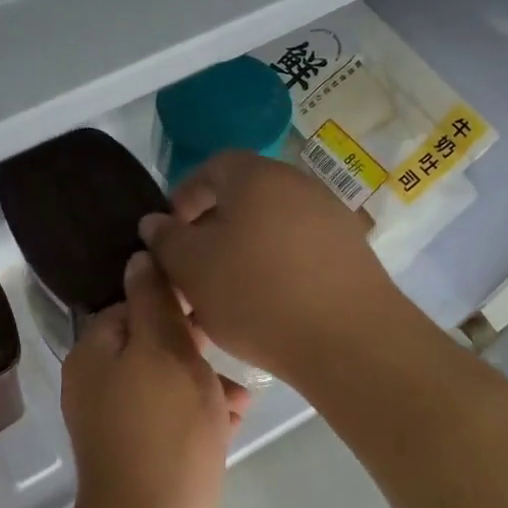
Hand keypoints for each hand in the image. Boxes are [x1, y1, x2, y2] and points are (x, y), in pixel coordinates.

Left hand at [60, 250, 249, 507]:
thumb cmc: (163, 431)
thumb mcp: (163, 351)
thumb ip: (153, 301)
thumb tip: (139, 256)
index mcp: (93, 353)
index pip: (131, 304)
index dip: (173, 300)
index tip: (212, 305)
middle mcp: (98, 383)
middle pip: (151, 343)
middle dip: (195, 343)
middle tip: (233, 343)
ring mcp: (119, 422)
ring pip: (169, 380)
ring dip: (205, 379)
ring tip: (243, 391)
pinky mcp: (144, 452)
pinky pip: (174, 416)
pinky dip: (201, 412)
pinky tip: (236, 417)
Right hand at [139, 150, 402, 383]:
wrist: (348, 340)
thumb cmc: (256, 294)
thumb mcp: (192, 268)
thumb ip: (166, 240)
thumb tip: (155, 222)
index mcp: (257, 177)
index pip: (212, 167)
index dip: (184, 197)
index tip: (169, 234)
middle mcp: (299, 185)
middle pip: (244, 198)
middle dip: (212, 230)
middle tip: (193, 268)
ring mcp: (331, 218)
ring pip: (271, 228)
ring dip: (243, 252)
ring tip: (225, 294)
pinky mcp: (351, 253)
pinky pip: (299, 251)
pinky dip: (276, 268)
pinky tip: (267, 305)